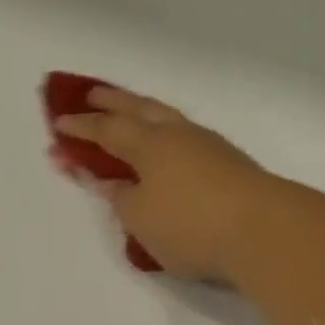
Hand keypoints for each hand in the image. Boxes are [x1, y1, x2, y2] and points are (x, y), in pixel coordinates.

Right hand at [54, 86, 278, 282]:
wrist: (265, 231)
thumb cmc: (190, 226)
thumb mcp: (140, 219)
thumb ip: (121, 198)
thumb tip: (113, 184)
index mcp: (149, 145)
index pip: (106, 130)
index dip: (81, 127)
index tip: (59, 122)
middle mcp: (177, 136)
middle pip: (139, 109)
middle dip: (113, 101)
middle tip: (92, 93)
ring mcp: (208, 146)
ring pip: (167, 118)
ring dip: (143, 111)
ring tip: (131, 111)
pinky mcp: (230, 163)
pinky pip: (186, 136)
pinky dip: (167, 132)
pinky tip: (169, 145)